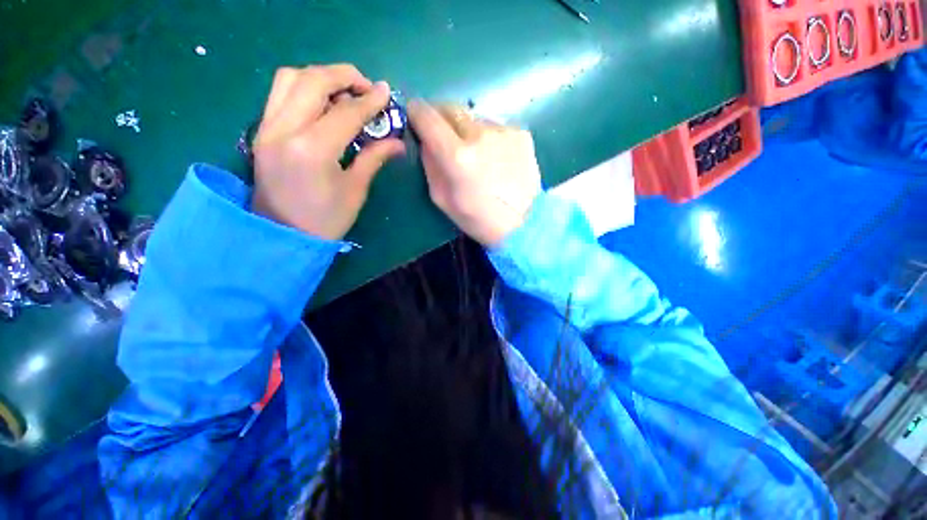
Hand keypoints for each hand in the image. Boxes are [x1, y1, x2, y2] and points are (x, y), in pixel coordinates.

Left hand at [251, 64, 404, 239]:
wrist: (282, 237)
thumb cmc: (326, 220)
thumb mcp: (355, 190)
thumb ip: (374, 158)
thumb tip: (397, 142)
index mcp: (313, 150)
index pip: (346, 112)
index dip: (370, 101)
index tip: (386, 92)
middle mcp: (284, 129)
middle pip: (313, 80)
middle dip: (344, 76)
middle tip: (366, 88)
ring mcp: (267, 128)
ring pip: (290, 78)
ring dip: (321, 77)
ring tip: (344, 93)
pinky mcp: (261, 131)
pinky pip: (280, 93)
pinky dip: (304, 88)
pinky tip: (323, 105)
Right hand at [408, 101, 541, 246]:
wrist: (523, 223)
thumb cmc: (479, 219)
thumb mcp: (442, 199)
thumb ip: (430, 165)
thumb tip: (426, 141)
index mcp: (457, 156)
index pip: (427, 117)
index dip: (416, 112)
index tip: (414, 116)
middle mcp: (479, 134)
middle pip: (451, 108)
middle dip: (440, 117)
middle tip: (442, 135)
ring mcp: (503, 131)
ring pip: (474, 119)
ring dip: (467, 130)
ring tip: (476, 154)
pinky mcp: (521, 133)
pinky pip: (495, 127)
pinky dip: (489, 137)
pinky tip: (496, 158)